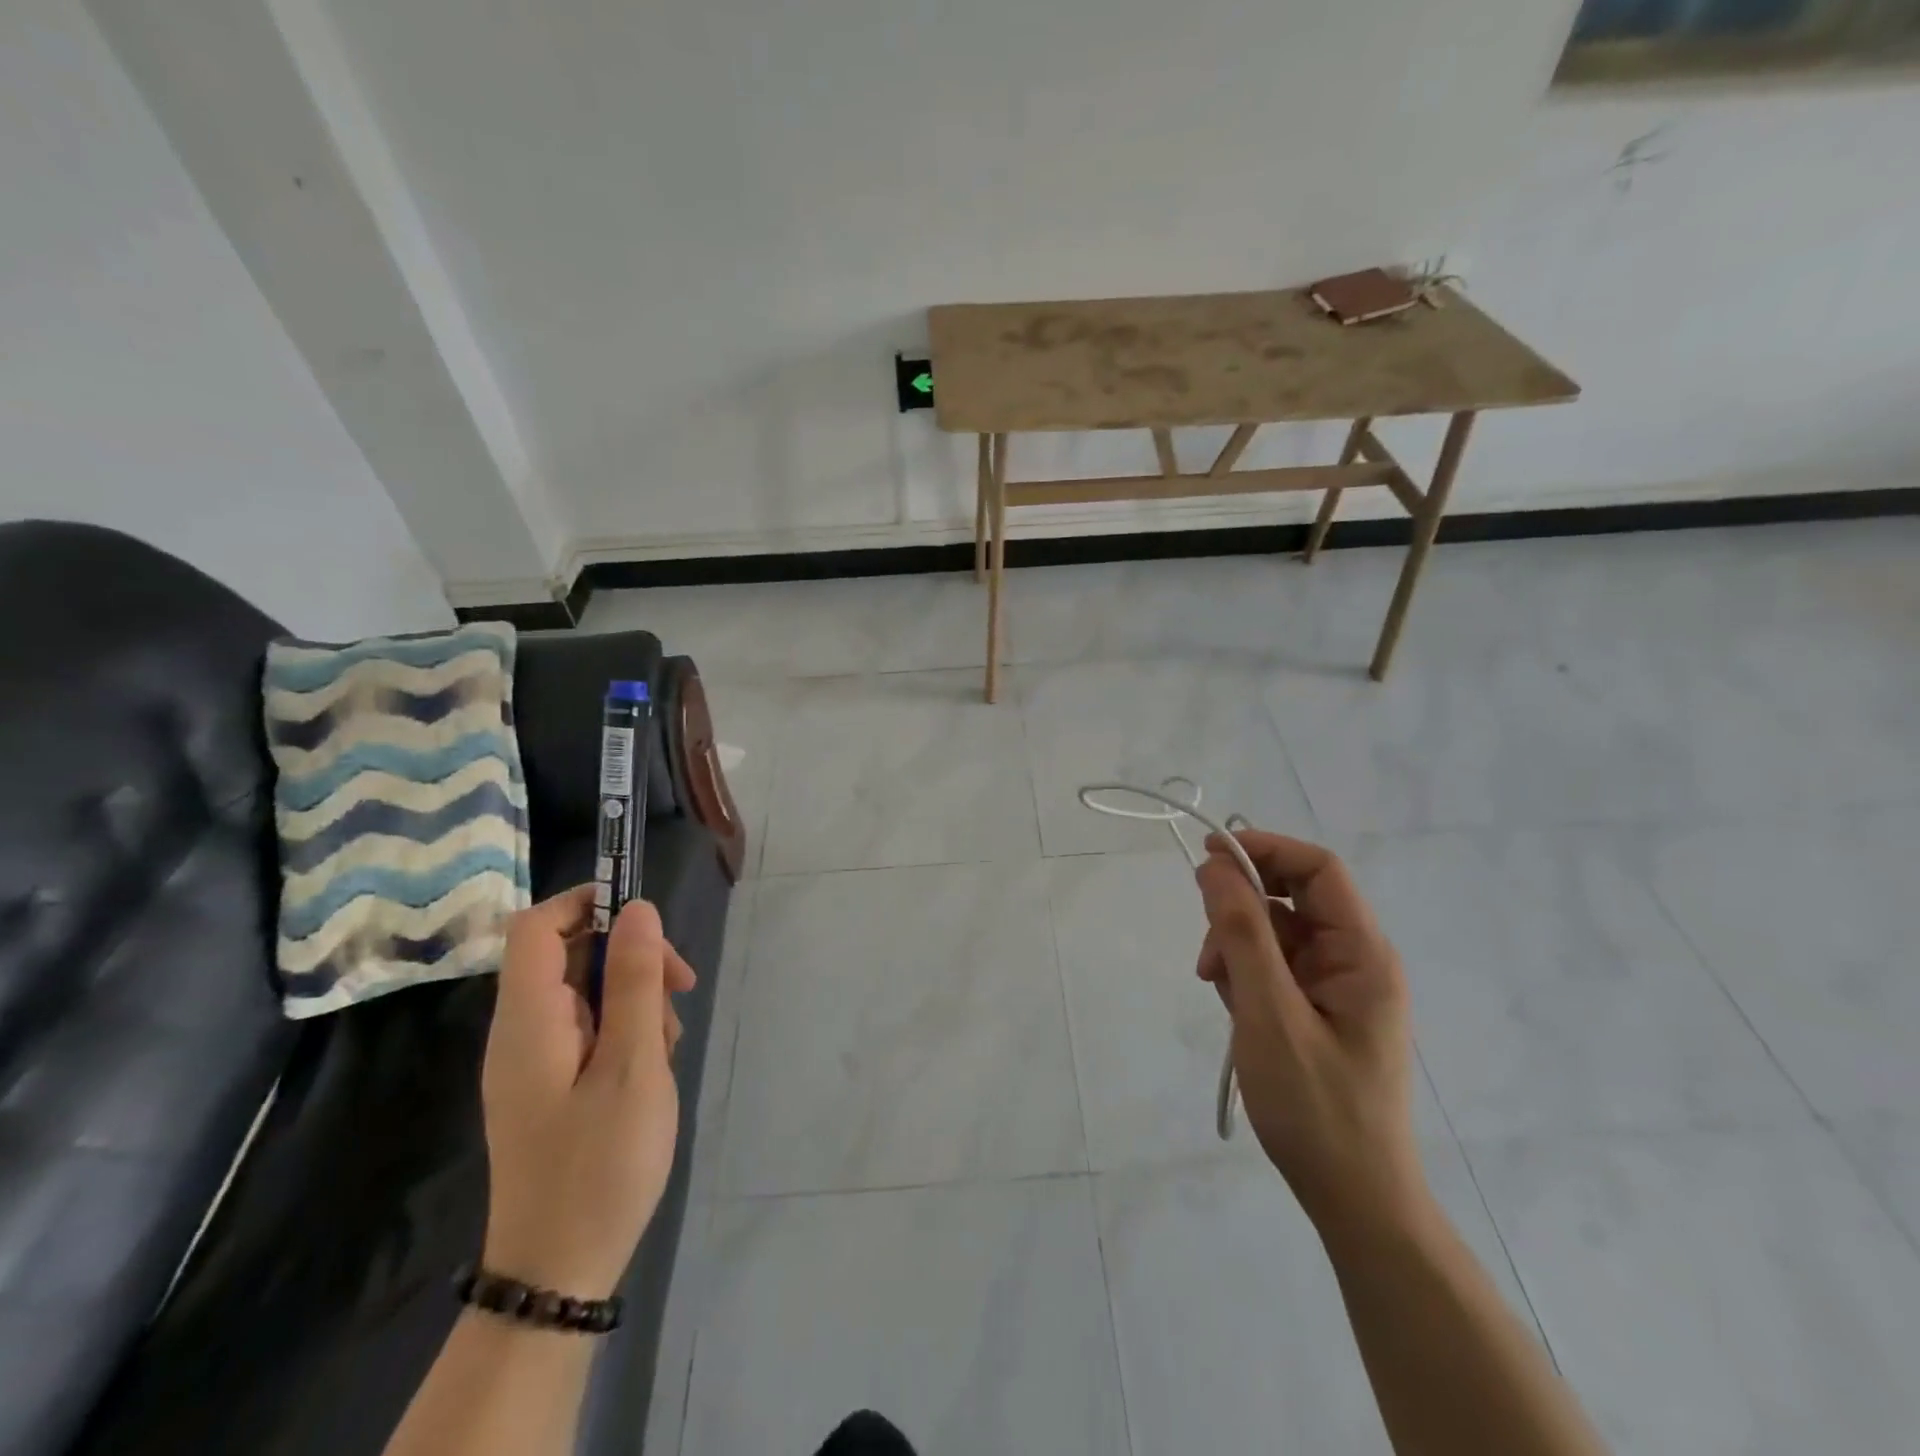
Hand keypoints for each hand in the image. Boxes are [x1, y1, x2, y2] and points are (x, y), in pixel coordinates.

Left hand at [480, 887, 696, 1297]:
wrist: (559, 1272)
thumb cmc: (601, 1163)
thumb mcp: (634, 1063)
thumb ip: (634, 981)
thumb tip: (638, 909)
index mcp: (528, 1020)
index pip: (538, 925)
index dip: (588, 903)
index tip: (647, 923)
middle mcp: (520, 1031)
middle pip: (569, 955)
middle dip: (630, 957)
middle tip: (681, 988)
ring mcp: (532, 1060)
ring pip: (585, 992)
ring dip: (634, 999)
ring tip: (668, 1046)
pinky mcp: (548, 1085)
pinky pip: (587, 1030)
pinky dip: (624, 1031)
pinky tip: (653, 1068)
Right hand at [1195, 831, 1426, 1233]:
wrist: (1354, 1199)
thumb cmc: (1316, 1108)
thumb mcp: (1269, 1014)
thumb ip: (1242, 933)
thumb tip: (1215, 865)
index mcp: (1362, 953)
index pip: (1318, 868)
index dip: (1264, 849)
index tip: (1207, 856)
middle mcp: (1354, 959)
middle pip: (1291, 897)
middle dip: (1241, 908)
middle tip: (1208, 949)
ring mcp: (1335, 985)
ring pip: (1274, 931)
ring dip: (1236, 945)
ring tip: (1217, 987)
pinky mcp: (1316, 1008)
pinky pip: (1273, 965)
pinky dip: (1244, 972)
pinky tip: (1232, 1006)